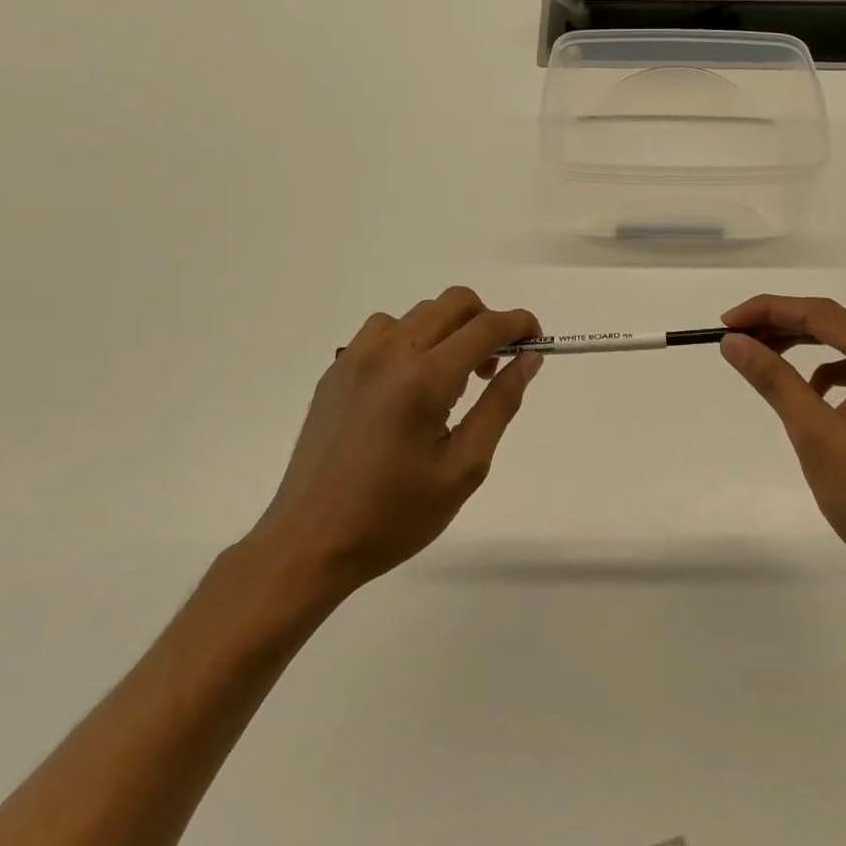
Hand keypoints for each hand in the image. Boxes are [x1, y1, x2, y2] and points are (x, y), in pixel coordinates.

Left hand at [244, 287, 542, 602]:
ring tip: (451, 382)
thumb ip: (500, 404)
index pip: (487, 326)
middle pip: (454, 302)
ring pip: (419, 313)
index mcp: (424, 379)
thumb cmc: (394, 515)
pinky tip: (410, 384)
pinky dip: (412, 339)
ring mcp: (356, 357)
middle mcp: (390, 353)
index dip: (521, 324)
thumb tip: (529, 359)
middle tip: (495, 366)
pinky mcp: (336, 370)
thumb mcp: (464, 468)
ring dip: (449, 331)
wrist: (309, 543)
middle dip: (487, 322)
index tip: (537, 342)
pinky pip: (384, 330)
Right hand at [721, 295, 845, 599]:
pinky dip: (824, 374)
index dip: (768, 310)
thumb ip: (775, 380)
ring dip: (800, 349)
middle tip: (734, 339)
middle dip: (780, 327)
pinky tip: (805, 395)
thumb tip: (734, 342)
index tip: (725, 322)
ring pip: (842, 347)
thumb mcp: (817, 435)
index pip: (821, 314)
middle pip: (832, 325)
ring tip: (759, 359)